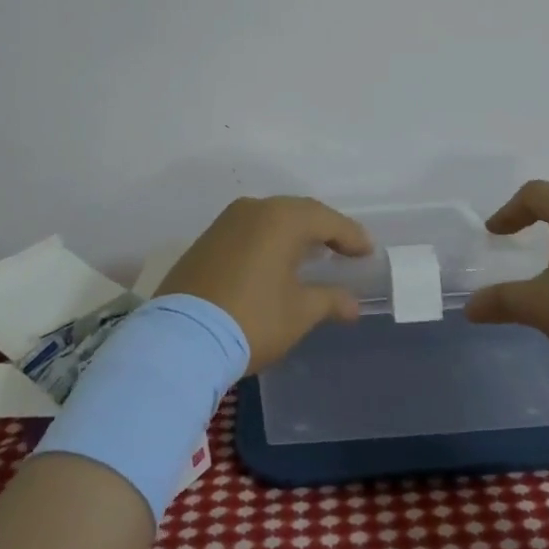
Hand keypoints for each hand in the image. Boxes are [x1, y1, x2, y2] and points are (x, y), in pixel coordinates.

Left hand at [160, 196, 372, 373]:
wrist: (180, 339)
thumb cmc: (251, 319)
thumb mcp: (298, 313)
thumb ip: (329, 301)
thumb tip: (352, 303)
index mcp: (281, 219)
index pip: (326, 220)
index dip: (350, 236)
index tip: (367, 251)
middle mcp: (253, 210)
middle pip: (298, 212)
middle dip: (324, 229)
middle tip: (344, 249)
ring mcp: (225, 222)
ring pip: (271, 219)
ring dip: (294, 233)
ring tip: (312, 253)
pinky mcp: (206, 240)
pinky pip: (249, 230)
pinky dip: (268, 240)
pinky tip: (275, 260)